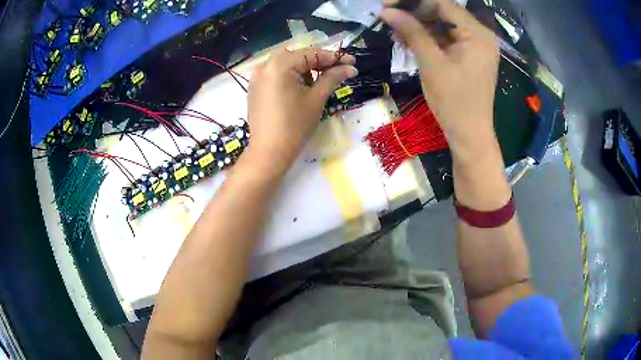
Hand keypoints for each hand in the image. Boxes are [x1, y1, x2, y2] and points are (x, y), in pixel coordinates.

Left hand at [247, 48, 357, 169]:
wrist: (269, 152)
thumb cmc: (295, 125)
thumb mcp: (316, 98)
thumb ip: (332, 77)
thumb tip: (350, 67)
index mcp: (279, 65)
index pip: (311, 54)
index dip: (333, 57)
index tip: (352, 62)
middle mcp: (264, 65)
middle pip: (297, 56)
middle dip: (318, 62)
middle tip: (336, 71)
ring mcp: (256, 77)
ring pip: (285, 64)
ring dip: (304, 69)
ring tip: (317, 84)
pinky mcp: (254, 88)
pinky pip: (275, 74)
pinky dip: (290, 77)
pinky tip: (300, 89)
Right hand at [380, 0, 499, 158]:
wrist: (469, 135)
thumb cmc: (454, 102)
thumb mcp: (432, 63)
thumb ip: (412, 32)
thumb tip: (387, 11)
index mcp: (478, 34)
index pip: (443, 4)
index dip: (414, 2)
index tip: (388, 5)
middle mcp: (480, 36)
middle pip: (443, 13)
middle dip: (415, 14)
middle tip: (389, 18)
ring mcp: (475, 46)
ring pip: (443, 25)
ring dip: (419, 26)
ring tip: (396, 32)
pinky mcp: (469, 56)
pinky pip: (446, 39)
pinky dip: (428, 39)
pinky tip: (409, 41)